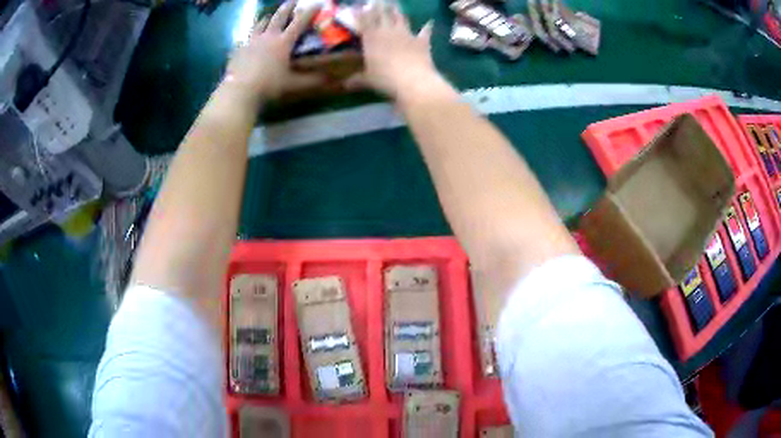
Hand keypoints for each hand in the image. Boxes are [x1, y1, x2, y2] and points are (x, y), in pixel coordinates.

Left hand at [225, 2, 324, 100]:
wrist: (239, 90)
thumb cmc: (269, 85)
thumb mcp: (293, 84)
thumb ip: (311, 80)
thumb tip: (330, 79)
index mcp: (283, 42)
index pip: (300, 22)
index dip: (310, 12)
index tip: (317, 4)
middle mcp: (268, 37)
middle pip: (278, 18)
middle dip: (287, 8)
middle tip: (292, 1)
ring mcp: (251, 42)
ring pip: (259, 25)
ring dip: (265, 19)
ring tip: (267, 17)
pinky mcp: (238, 51)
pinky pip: (244, 41)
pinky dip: (247, 39)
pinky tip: (245, 41)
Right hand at [347, 3, 444, 100]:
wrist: (413, 80)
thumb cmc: (385, 79)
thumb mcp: (368, 80)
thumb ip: (357, 79)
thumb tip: (345, 85)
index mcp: (371, 39)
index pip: (365, 21)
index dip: (361, 13)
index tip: (359, 6)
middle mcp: (388, 32)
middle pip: (382, 15)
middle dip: (379, 7)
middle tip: (379, 0)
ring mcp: (406, 34)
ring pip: (400, 18)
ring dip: (397, 11)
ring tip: (395, 4)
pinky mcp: (421, 41)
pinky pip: (425, 32)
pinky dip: (427, 27)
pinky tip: (429, 22)